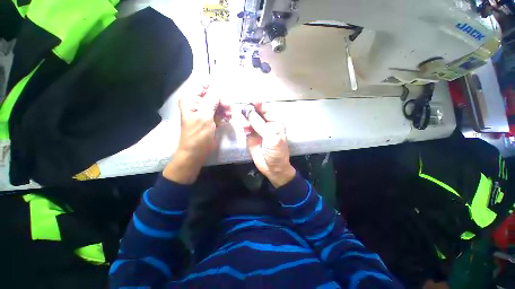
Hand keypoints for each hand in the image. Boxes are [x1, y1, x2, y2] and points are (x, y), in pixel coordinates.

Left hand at [163, 86, 231, 183]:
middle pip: (213, 96)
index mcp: (191, 100)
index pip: (203, 86)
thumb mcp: (205, 116)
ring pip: (218, 105)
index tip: (224, 95)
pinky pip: (220, 113)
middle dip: (222, 101)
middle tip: (228, 108)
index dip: (214, 88)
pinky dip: (224, 116)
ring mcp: (205, 113)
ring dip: (225, 109)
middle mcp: (197, 104)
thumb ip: (212, 101)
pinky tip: (227, 120)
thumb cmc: (198, 135)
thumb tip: (218, 88)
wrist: (196, 153)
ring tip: (229, 116)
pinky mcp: (211, 120)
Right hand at [244, 103, 295, 187]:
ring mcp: (258, 130)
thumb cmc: (276, 152)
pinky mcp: (251, 136)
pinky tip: (244, 128)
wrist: (272, 168)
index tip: (251, 101)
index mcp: (276, 123)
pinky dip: (244, 126)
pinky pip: (246, 127)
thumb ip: (260, 125)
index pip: (267, 109)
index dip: (260, 105)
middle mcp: (267, 124)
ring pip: (250, 119)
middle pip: (257, 113)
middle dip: (251, 111)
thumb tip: (250, 112)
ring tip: (244, 123)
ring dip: (246, 119)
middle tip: (243, 111)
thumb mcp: (271, 138)